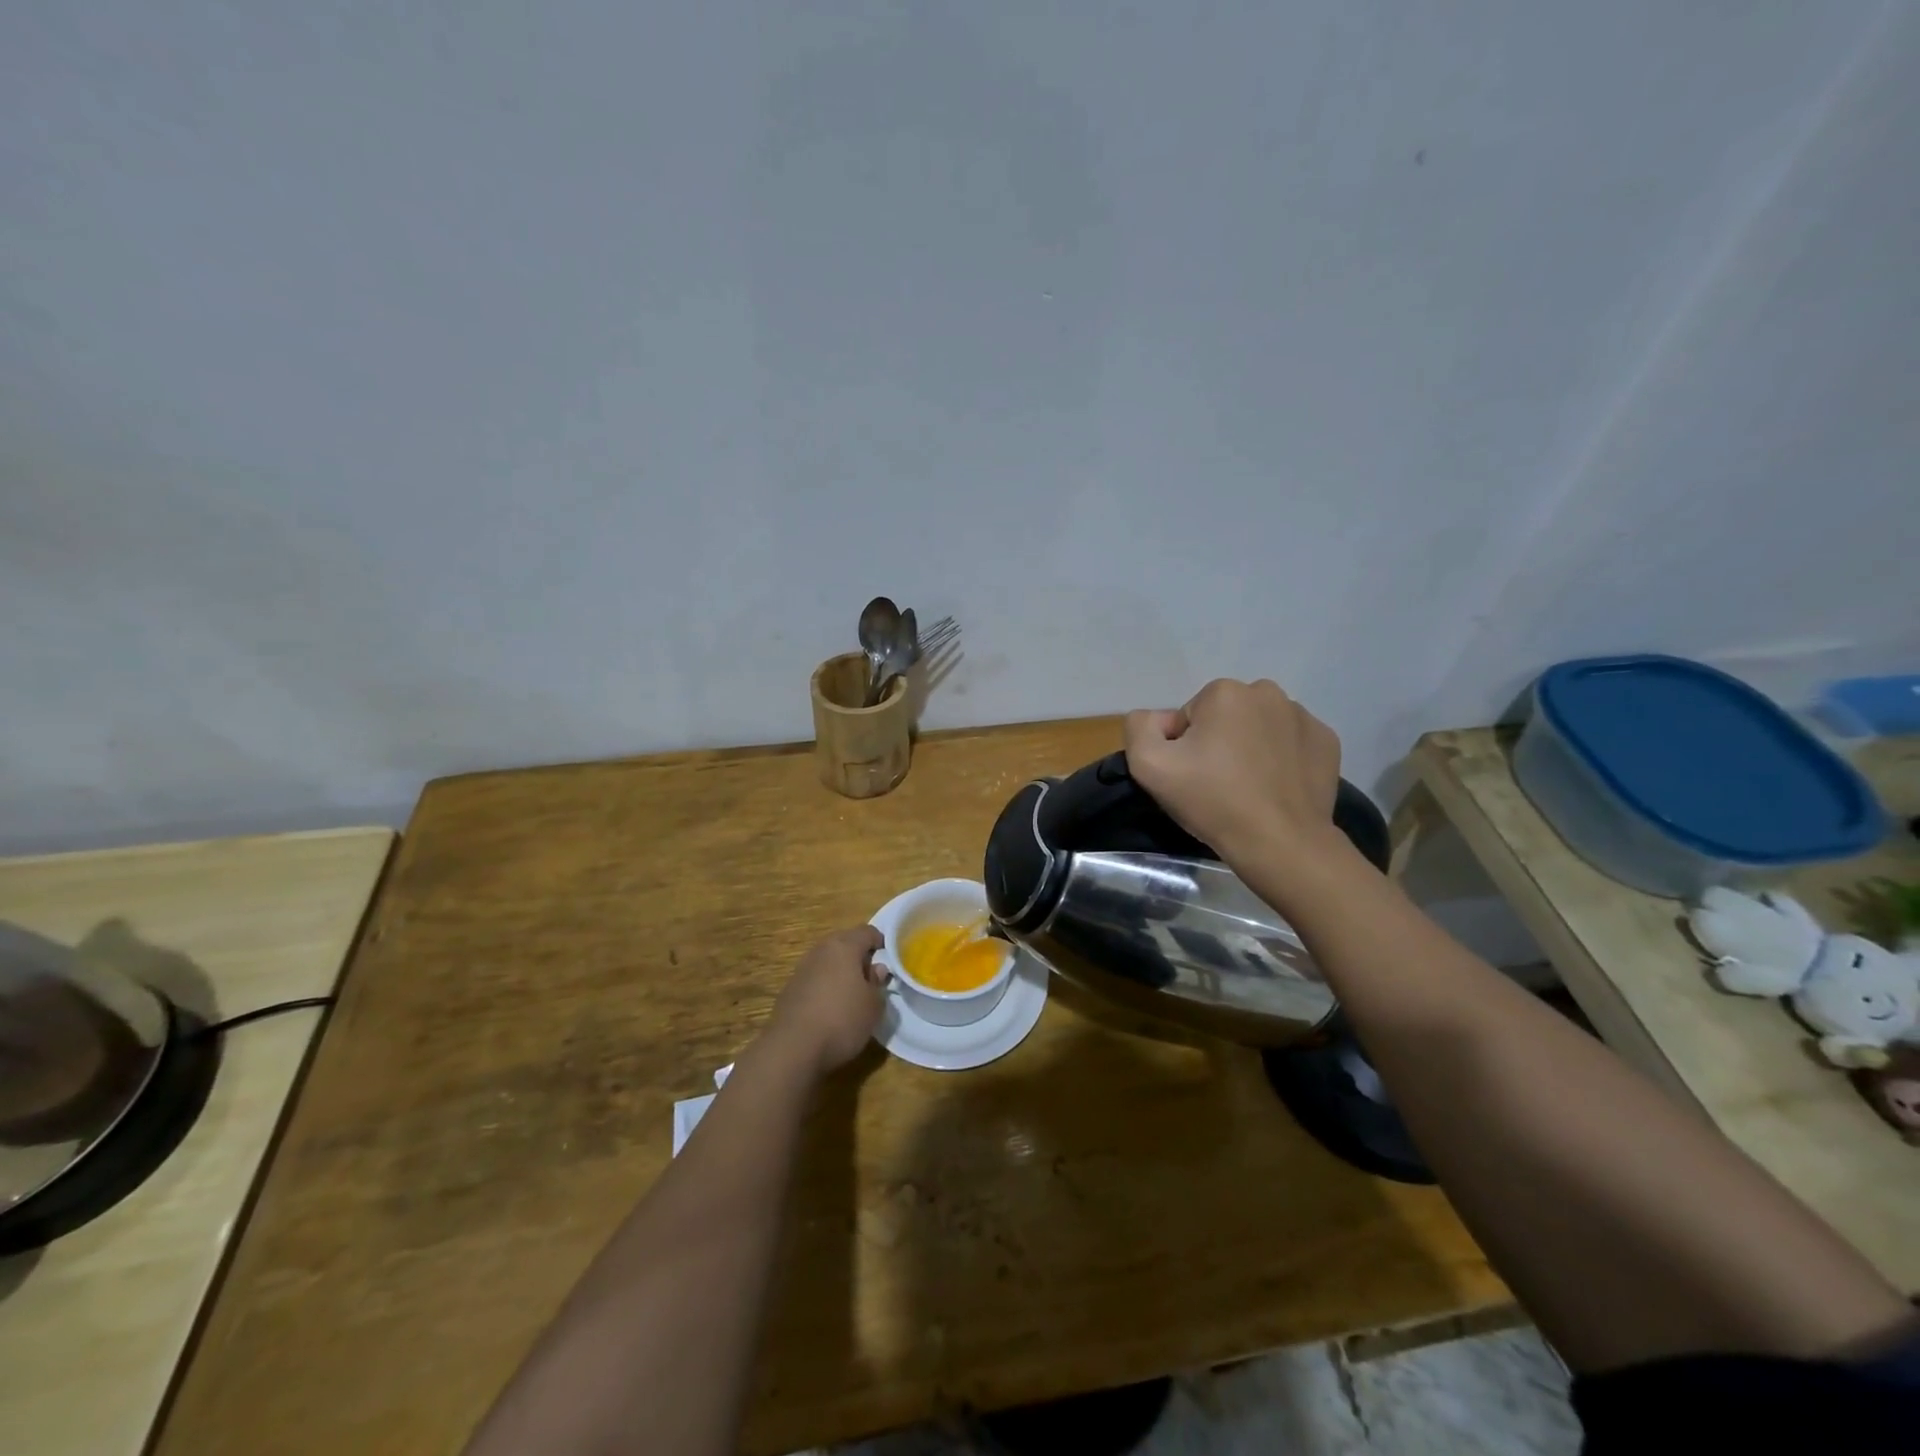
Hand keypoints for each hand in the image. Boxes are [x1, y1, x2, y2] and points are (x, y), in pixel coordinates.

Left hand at [765, 926, 888, 1076]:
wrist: (792, 1048)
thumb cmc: (842, 1020)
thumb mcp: (873, 1006)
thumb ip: (877, 984)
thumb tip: (875, 969)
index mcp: (844, 946)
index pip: (867, 932)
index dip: (882, 943)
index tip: (890, 961)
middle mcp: (820, 950)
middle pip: (845, 943)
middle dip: (860, 957)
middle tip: (872, 978)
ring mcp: (801, 969)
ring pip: (828, 962)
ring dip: (841, 973)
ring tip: (852, 996)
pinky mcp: (789, 990)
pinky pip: (815, 980)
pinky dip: (825, 987)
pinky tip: (830, 1009)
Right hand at [1124, 679, 1342, 864]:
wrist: (1280, 843)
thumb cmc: (1212, 801)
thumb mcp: (1148, 765)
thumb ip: (1140, 727)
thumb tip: (1159, 720)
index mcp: (1225, 692)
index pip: (1189, 716)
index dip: (1184, 747)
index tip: (1192, 776)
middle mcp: (1268, 693)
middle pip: (1226, 717)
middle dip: (1218, 742)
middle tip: (1217, 783)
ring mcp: (1303, 717)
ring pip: (1259, 727)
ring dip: (1250, 748)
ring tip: (1248, 788)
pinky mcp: (1327, 742)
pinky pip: (1291, 743)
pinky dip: (1281, 759)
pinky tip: (1275, 787)